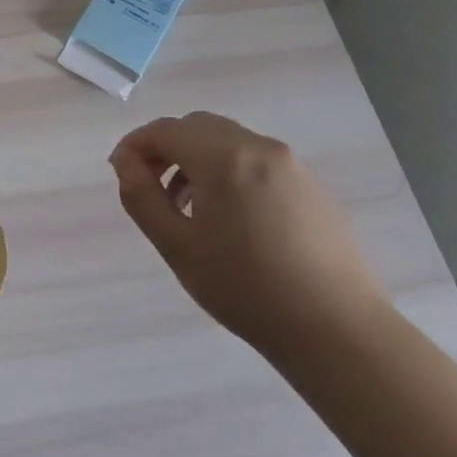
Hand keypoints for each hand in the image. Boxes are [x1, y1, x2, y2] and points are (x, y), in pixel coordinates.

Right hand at [109, 111, 385, 350]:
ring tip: (186, 207)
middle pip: (197, 127)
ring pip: (228, 141)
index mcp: (224, 158)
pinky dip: (228, 171)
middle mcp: (259, 148)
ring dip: (196, 159)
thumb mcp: (176, 245)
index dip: (134, 145)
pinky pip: (256, 161)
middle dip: (166, 148)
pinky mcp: (311, 186)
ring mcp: (291, 165)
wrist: (335, 329)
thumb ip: (141, 196)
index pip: (165, 130)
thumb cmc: (244, 288)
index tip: (120, 174)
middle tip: (150, 187)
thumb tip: (125, 161)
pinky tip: (228, 218)